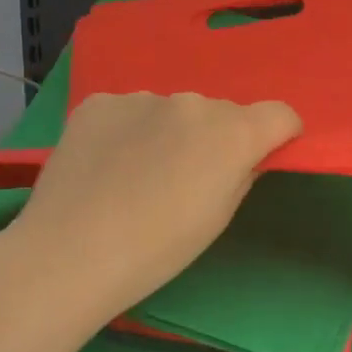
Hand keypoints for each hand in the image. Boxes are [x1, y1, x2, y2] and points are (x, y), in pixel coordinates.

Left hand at [15, 91, 301, 309]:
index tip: (262, 157)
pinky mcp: (100, 102)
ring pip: (172, 110)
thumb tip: (243, 158)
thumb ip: (242, 175)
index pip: (280, 114)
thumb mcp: (218, 219)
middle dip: (216, 137)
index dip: (278, 135)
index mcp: (233, 133)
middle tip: (188, 179)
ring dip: (169, 132)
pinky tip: (107, 165)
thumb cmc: (159, 249)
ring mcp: (142, 97)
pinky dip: (128, 131)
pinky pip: (129, 111)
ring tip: (138, 175)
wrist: (71, 253)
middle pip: (221, 113)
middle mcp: (193, 102)